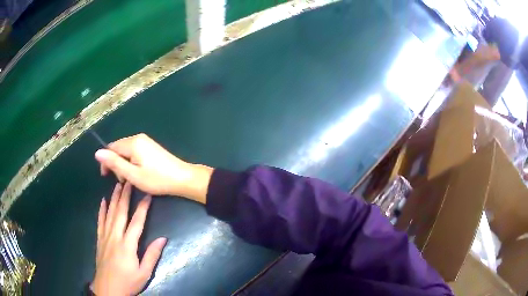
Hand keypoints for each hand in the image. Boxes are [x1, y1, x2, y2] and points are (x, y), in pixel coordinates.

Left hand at [91, 182, 166, 295]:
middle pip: (120, 212)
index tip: (148, 195)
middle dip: (125, 195)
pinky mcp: (99, 240)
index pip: (136, 222)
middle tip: (128, 181)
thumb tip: (163, 238)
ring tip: (117, 185)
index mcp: (127, 245)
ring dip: (113, 198)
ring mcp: (105, 237)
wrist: (107, 289)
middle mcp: (115, 236)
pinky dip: (101, 210)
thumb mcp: (144, 273)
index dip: (142, 207)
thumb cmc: (128, 282)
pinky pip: (100, 221)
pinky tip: (102, 201)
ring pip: (109, 213)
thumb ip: (152, 255)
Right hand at [94, 134, 212, 202]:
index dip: (106, 162)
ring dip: (124, 165)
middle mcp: (138, 138)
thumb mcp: (132, 174)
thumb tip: (97, 152)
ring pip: (126, 151)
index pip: (111, 148)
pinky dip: (131, 163)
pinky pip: (134, 152)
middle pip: (118, 149)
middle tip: (123, 181)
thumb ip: (114, 163)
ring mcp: (145, 141)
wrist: (182, 178)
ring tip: (131, 179)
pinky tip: (137, 173)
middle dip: (116, 164)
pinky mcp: (150, 147)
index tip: (106, 177)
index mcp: (132, 143)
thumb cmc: (157, 179)